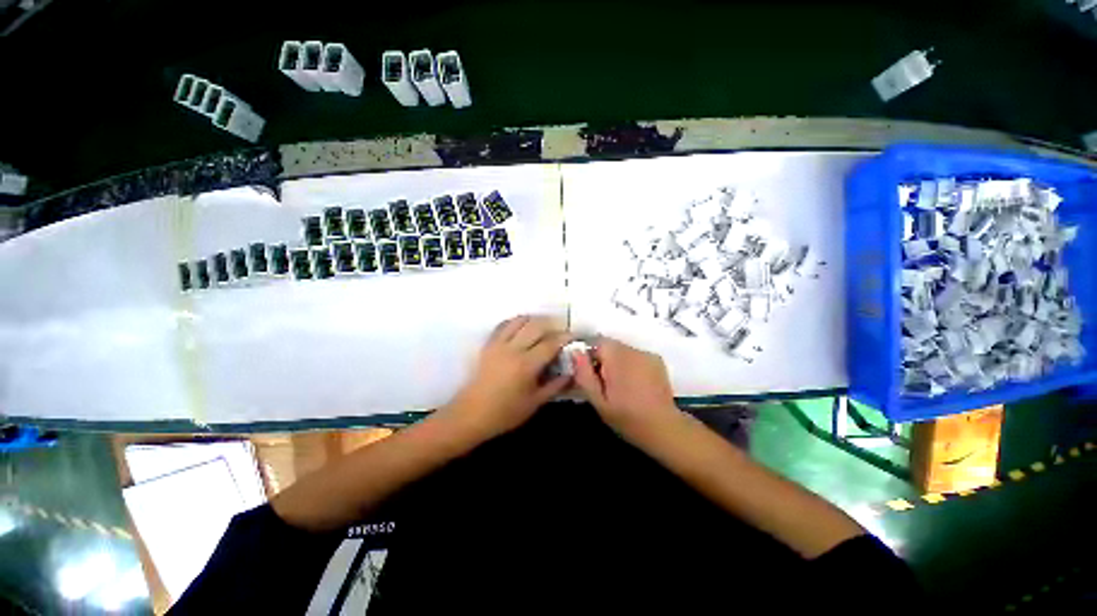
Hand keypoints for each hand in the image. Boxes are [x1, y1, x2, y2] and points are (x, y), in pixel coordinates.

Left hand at [443, 315, 571, 440]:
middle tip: (560, 330)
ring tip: (543, 326)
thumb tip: (571, 373)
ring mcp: (499, 344)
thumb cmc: (505, 413)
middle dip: (552, 324)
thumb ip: (555, 386)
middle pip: (536, 325)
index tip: (574, 336)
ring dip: (535, 319)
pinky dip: (516, 321)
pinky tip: (522, 327)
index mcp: (526, 365)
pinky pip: (504, 325)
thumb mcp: (535, 403)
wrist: (471, 414)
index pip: (550, 343)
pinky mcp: (489, 344)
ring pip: (520, 321)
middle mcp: (513, 349)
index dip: (565, 337)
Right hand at [573, 337, 679, 434]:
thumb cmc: (626, 417)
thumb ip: (584, 375)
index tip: (590, 375)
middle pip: (610, 345)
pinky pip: (636, 355)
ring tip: (620, 385)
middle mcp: (632, 350)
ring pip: (623, 350)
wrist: (664, 428)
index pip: (596, 342)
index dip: (589, 356)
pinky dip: (631, 364)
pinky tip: (634, 384)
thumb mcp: (598, 401)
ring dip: (617, 362)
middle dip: (603, 360)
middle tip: (604, 383)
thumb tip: (575, 352)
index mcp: (616, 358)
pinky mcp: (657, 360)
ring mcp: (647, 353)